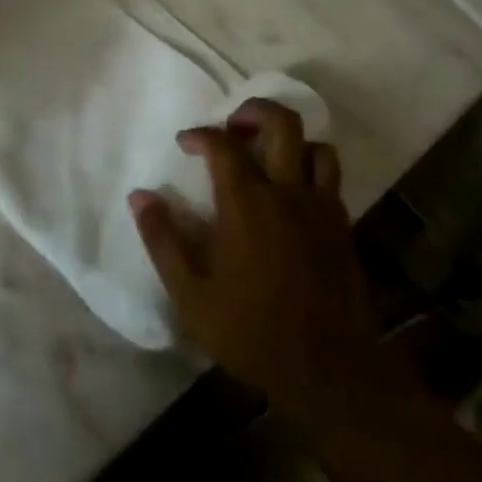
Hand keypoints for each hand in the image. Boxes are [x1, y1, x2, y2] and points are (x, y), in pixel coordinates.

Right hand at [130, 99, 379, 420]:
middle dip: (255, 111)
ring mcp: (321, 207)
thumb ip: (163, 241)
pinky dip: (311, 170)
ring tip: (268, 156)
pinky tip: (293, 193)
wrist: (328, 370)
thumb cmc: (251, 332)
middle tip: (233, 127)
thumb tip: (139, 196)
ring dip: (290, 141)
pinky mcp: (342, 226)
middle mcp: (288, 193)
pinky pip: (330, 178)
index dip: (201, 134)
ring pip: (316, 146)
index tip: (185, 143)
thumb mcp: (191, 295)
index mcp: (247, 204)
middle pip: (282, 123)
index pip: (223, 144)